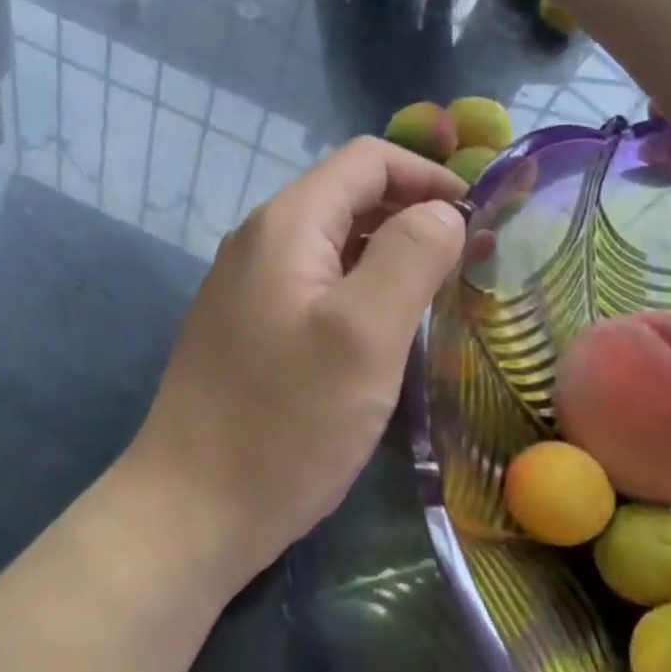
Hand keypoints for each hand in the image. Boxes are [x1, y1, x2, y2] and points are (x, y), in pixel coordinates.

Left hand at [125, 139, 467, 591]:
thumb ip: (410, 256)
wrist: (189, 510)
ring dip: (392, 252)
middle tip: (474, 258)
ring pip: (336, 242)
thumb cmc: (284, 422)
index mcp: (287, 224)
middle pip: (350, 196)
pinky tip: (389, 326)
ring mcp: (250, 284)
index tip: (481, 218)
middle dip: (415, 213)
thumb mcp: (364, 334)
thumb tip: (441, 211)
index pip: (367, 161)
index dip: (428, 175)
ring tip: (444, 291)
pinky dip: (363, 286)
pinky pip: (317, 283)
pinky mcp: (251, 325)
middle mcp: (262, 240)